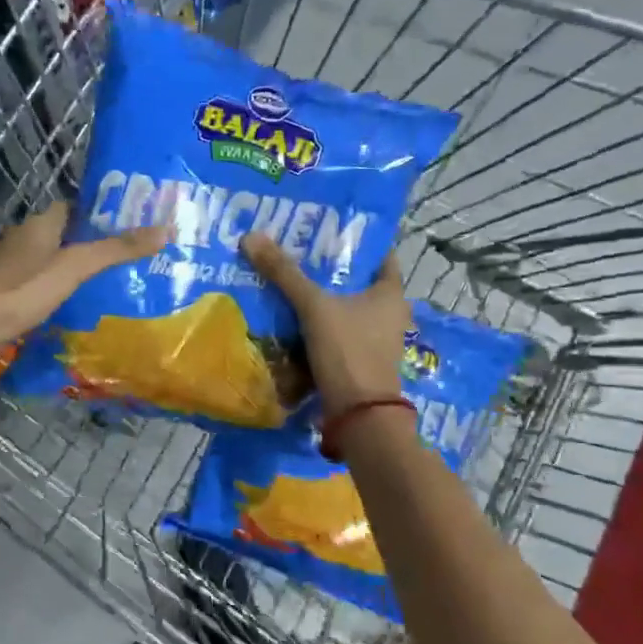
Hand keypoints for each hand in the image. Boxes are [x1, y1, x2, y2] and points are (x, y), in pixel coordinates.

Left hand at [0, 203, 166, 362]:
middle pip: (61, 232)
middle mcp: (22, 236)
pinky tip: (67, 302)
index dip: (98, 214)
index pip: (73, 207)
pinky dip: (50, 285)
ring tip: (101, 282)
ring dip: (67, 265)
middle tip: (120, 257)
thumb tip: (165, 230)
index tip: (125, 226)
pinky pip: (33, 278)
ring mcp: (7, 263)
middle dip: (86, 242)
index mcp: (41, 223)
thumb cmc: (24, 289)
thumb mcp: (76, 268)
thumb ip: (116, 250)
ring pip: (46, 257)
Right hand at [241, 234, 410, 415]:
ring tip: (289, 279)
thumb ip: (284, 273)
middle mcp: (389, 314)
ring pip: (344, 308)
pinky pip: (336, 332)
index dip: (356, 240)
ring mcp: (375, 339)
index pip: (379, 254)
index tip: (327, 227)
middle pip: (357, 281)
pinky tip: (292, 317)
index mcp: (391, 293)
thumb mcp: (314, 307)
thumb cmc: (348, 351)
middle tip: (297, 250)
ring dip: (321, 298)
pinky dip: (318, 324)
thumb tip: (252, 236)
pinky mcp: (359, 360)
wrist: (359, 416)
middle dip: (329, 269)